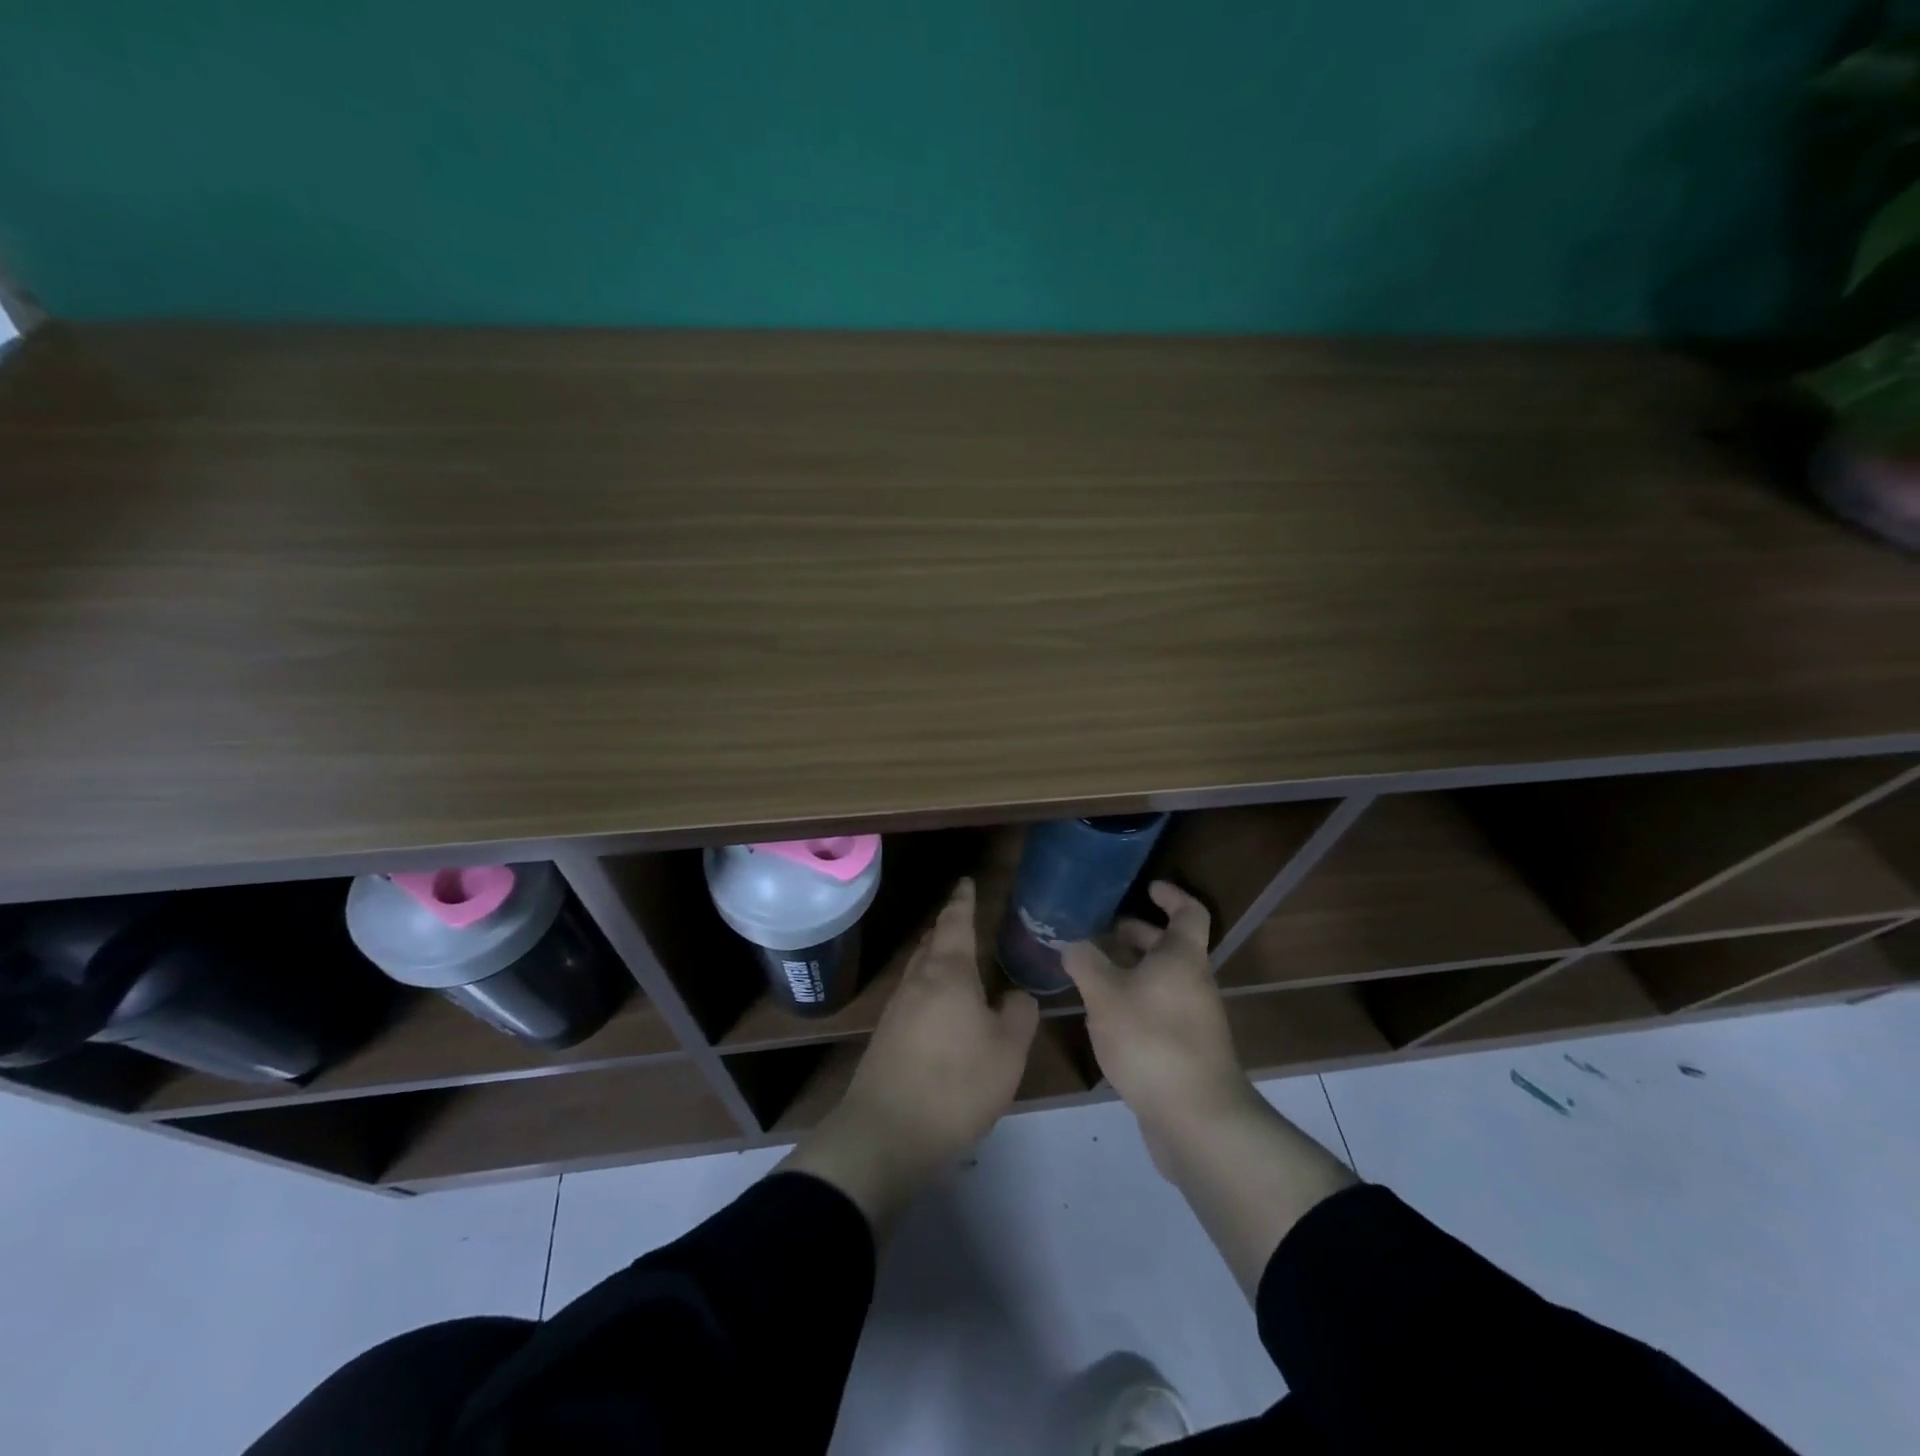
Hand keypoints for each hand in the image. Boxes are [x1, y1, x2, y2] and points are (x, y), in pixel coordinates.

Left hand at [781, 878, 1038, 1228]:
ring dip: (937, 956)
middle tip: (965, 917)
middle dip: (948, 927)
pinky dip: (930, 986)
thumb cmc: (956, 1084)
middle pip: (932, 942)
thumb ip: (1019, 1014)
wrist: (886, 1132)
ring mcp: (897, 1008)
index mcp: (949, 973)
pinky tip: (941, 1006)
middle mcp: (918, 981)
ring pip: (920, 968)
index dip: (963, 901)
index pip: (956, 923)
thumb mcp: (1007, 1051)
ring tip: (956, 957)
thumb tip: (1016, 995)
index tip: (966, 882)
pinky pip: (913, 994)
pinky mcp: (887, 1035)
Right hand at [1062, 882, 1259, 1171]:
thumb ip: (1085, 963)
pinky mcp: (1186, 1051)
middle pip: (1171, 947)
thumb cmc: (1151, 1040)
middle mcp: (1194, 983)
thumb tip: (1072, 944)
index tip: (1147, 887)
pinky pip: (1160, 1011)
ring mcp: (1194, 1020)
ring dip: (1132, 972)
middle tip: (1103, 933)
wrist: (1196, 1119)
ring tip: (1093, 976)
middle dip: (1138, 935)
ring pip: (1162, 981)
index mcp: (1182, 958)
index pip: (1189, 912)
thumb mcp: (1105, 996)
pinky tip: (1106, 1020)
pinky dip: (1135, 1003)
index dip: (1171, 895)